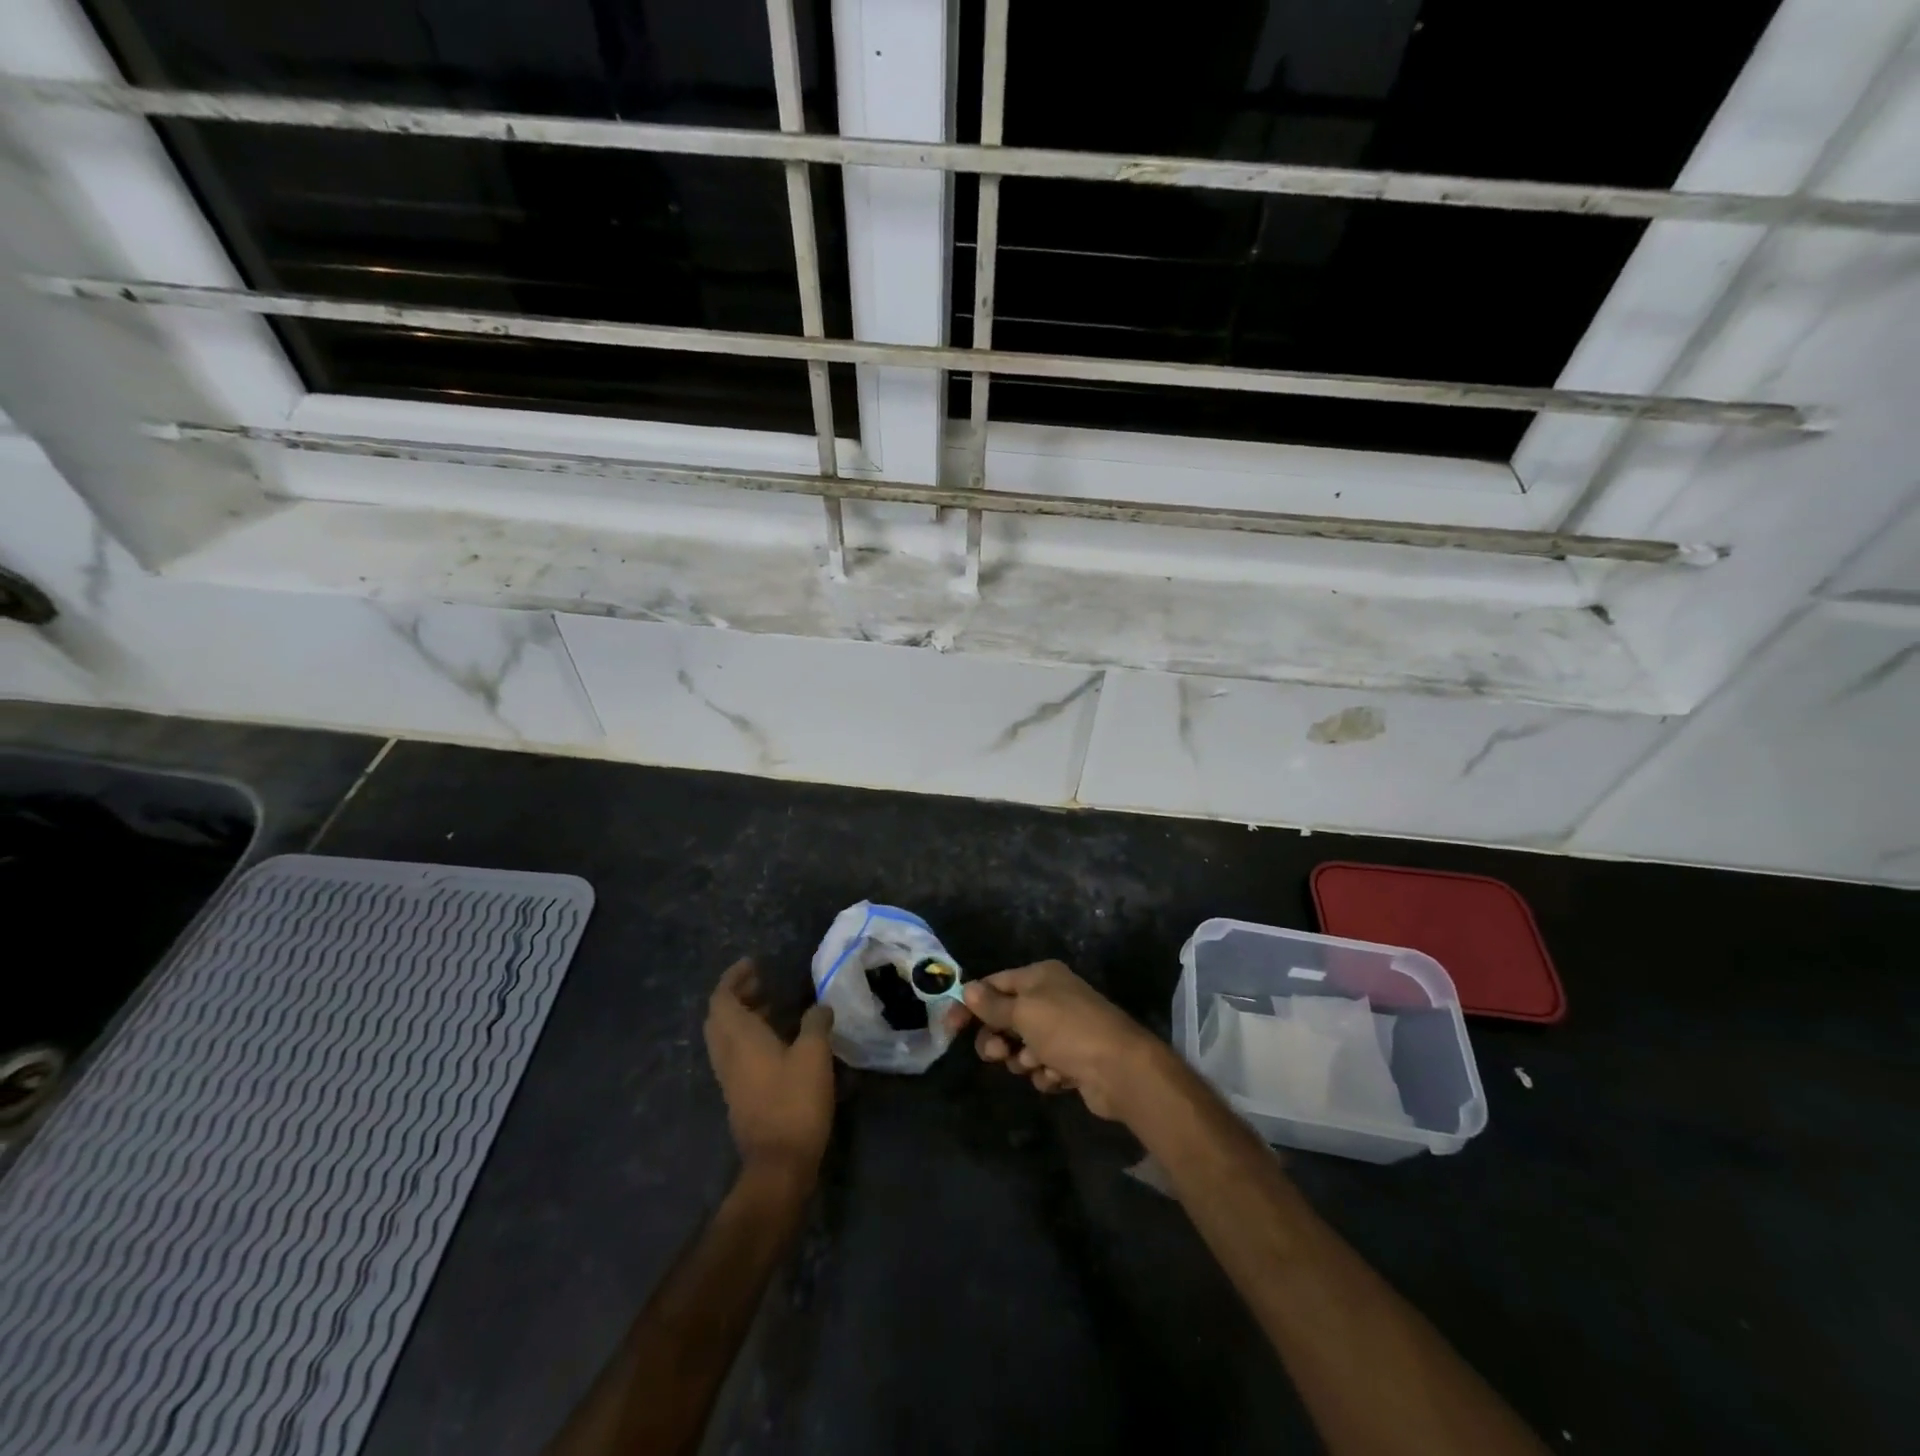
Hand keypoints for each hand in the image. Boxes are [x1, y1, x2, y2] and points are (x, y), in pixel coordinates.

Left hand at [704, 959, 836, 1181]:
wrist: (779, 1163)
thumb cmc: (795, 1102)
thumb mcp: (814, 1055)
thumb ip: (816, 1023)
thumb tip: (819, 1006)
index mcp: (740, 1038)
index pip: (722, 998)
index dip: (734, 977)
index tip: (753, 964)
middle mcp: (728, 1054)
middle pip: (719, 1016)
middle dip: (736, 995)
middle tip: (762, 982)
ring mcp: (730, 1078)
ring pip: (725, 1037)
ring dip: (742, 1016)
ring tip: (772, 1006)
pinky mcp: (739, 1095)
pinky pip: (735, 1054)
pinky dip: (748, 1037)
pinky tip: (777, 1041)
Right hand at [955, 960, 1164, 1120]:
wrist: (1120, 1069)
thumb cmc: (1068, 1030)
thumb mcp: (1024, 1013)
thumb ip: (993, 1005)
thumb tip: (967, 988)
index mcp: (1040, 976)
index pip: (995, 984)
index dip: (971, 1003)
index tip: (951, 1026)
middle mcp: (1052, 997)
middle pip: (1006, 1017)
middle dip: (998, 1038)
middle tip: (998, 1054)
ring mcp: (1064, 1029)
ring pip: (1022, 1046)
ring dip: (1023, 1058)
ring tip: (1037, 1064)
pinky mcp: (1073, 1059)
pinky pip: (1043, 1066)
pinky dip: (1046, 1073)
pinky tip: (1059, 1076)